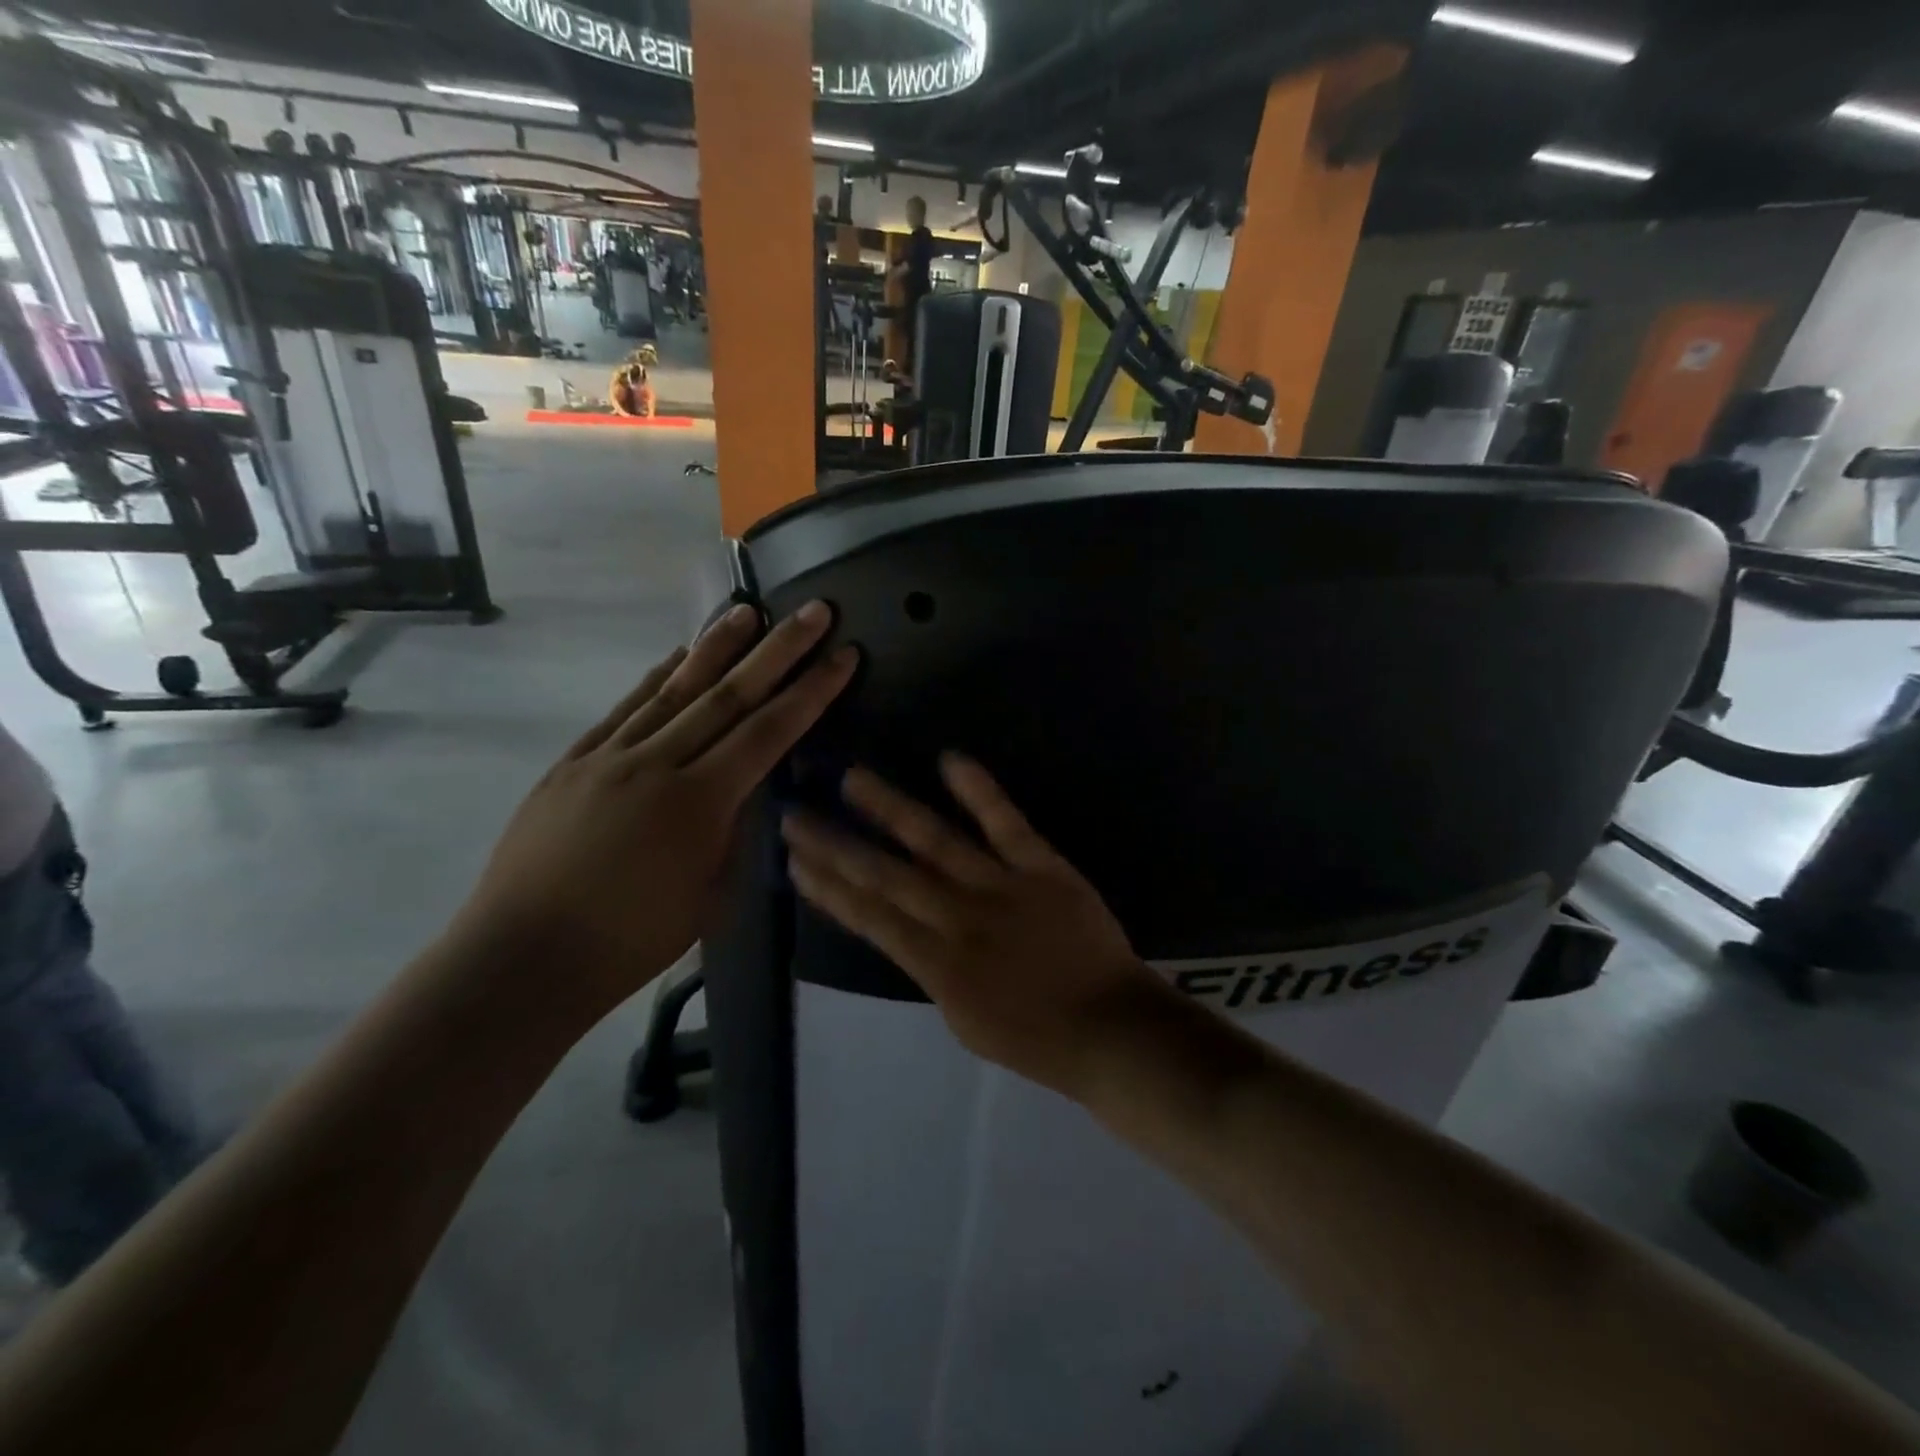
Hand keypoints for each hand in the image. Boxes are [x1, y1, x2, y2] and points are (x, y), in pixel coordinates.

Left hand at [456, 602, 855, 1013]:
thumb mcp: (710, 896)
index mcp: (698, 804)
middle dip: (778, 649)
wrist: (523, 958)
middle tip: (813, 610)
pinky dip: (656, 677)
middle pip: (729, 695)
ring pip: (673, 689)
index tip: (843, 655)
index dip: (811, 692)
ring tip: (747, 609)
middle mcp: (656, 765)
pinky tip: (677, 655)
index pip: (770, 733)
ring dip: (715, 647)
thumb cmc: (630, 942)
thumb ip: (734, 832)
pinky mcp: (572, 762)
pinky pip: (624, 708)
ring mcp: (608, 757)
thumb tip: (749, 790)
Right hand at [780, 755, 1156, 1094]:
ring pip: (934, 841)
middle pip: (886, 875)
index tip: (794, 860)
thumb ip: (931, 970)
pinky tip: (948, 759)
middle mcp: (959, 919)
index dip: (828, 887)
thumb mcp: (965, 1021)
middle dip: (836, 845)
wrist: (1111, 1029)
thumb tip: (907, 930)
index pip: (869, 918)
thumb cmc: (1036, 1039)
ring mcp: (1001, 888)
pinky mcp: (1043, 867)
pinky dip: (978, 790)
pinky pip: (1006, 823)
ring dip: (889, 807)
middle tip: (796, 813)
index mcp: (937, 966)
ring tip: (852, 778)